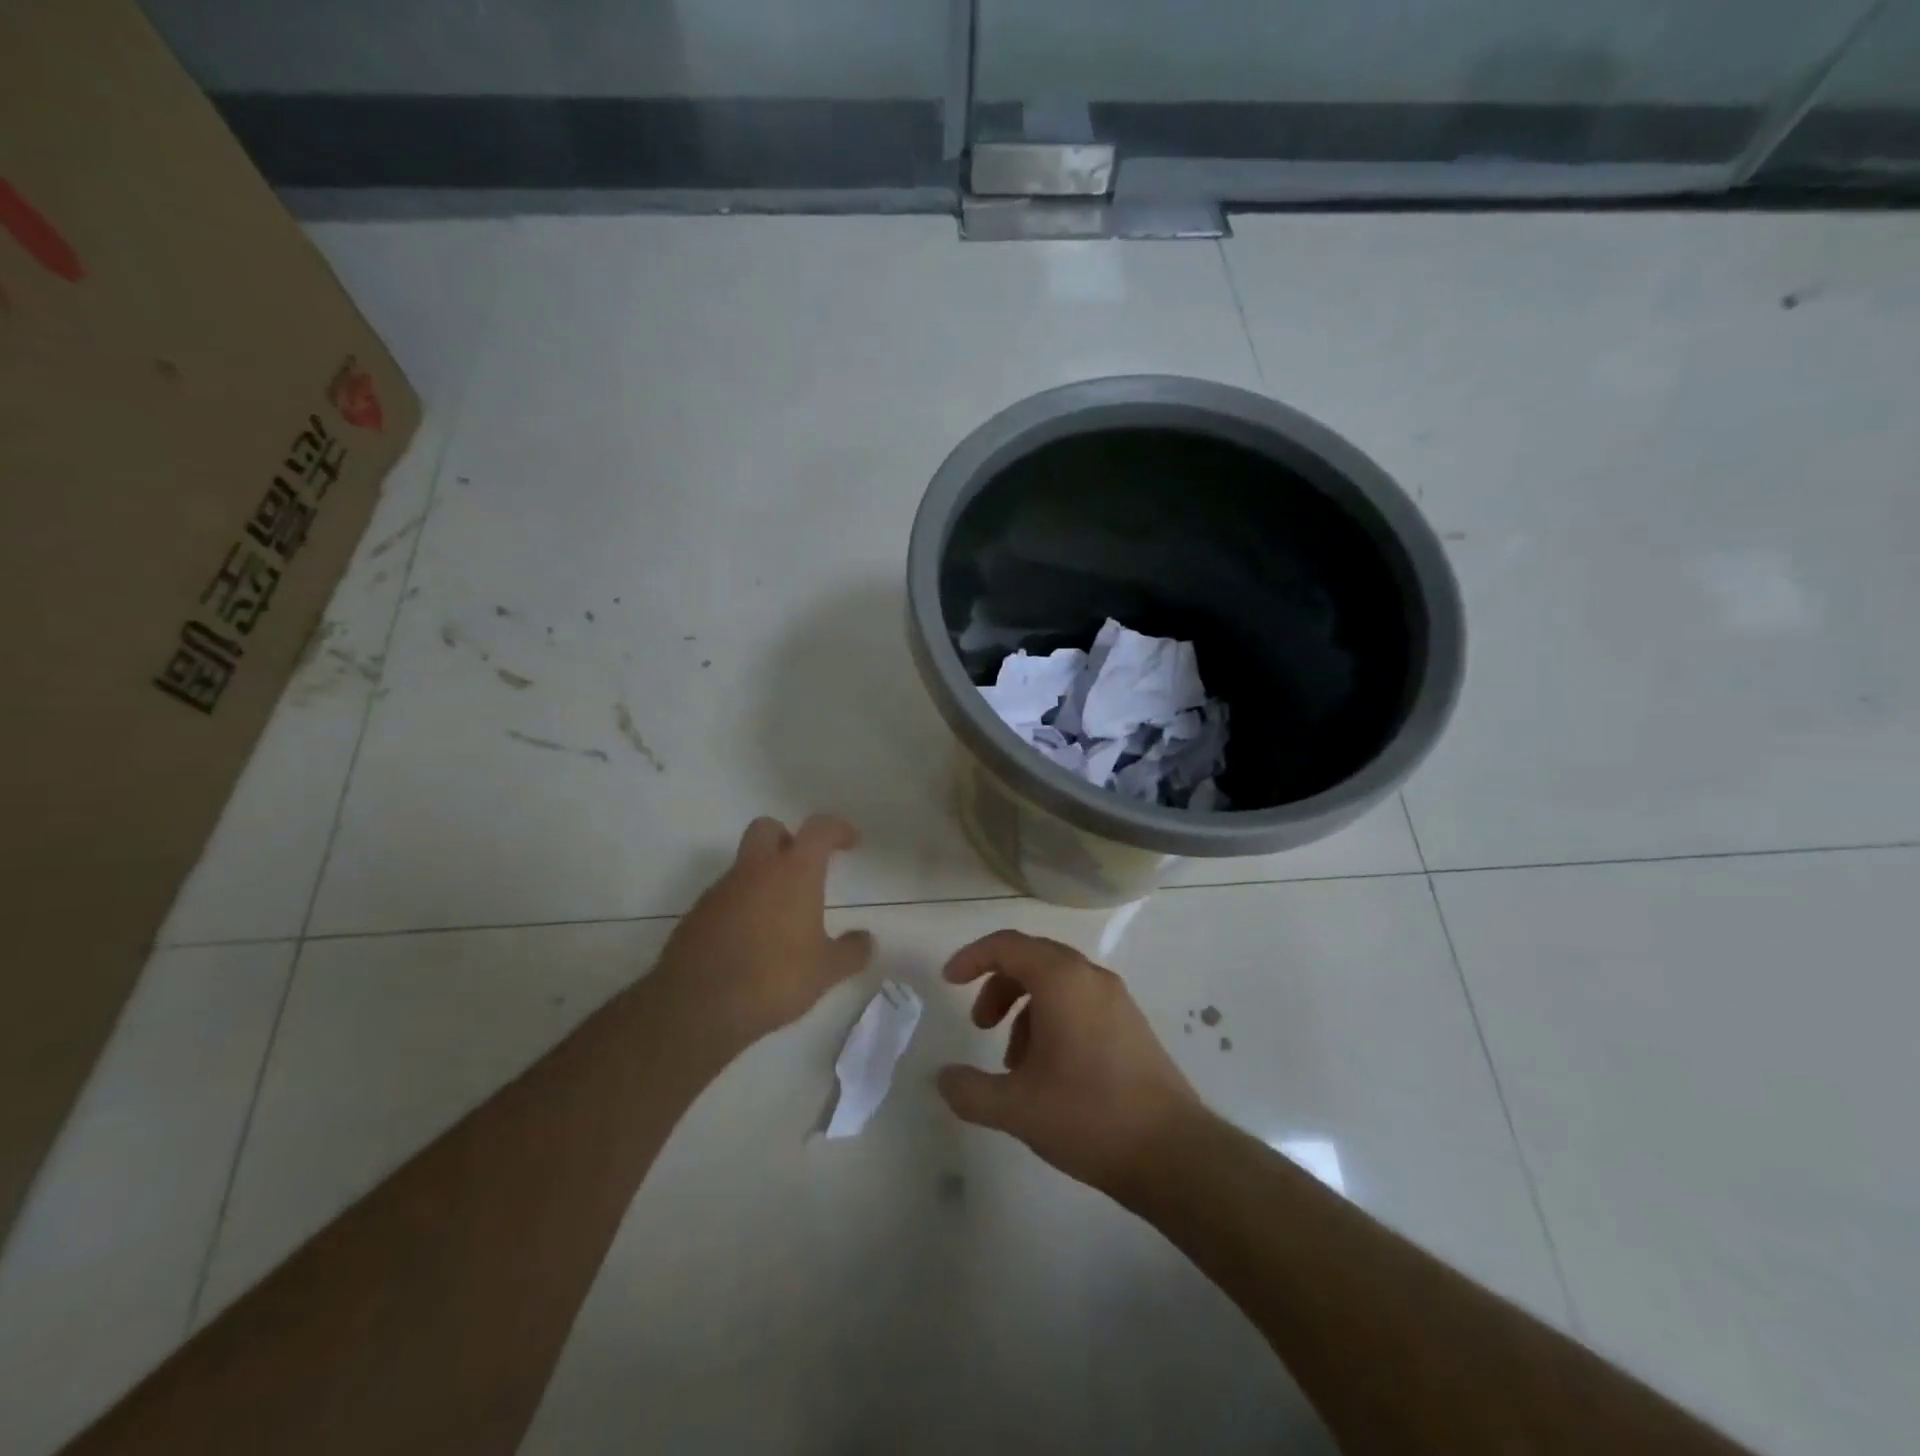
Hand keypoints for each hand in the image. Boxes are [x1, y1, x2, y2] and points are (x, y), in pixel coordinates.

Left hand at [656, 815, 873, 1045]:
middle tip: (804, 866)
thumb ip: (851, 951)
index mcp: (794, 872)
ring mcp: (721, 891)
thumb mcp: (826, 970)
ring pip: (744, 866)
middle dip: (787, 838)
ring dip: (763, 878)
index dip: (837, 829)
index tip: (851, 841)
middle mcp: (755, 870)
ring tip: (780, 918)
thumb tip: (866, 940)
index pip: (819, 830)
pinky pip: (725, 897)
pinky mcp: (696, 915)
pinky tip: (751, 940)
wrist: (699, 1006)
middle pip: (768, 828)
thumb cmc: (774, 978)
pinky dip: (741, 906)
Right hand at [936, 930, 1201, 1197]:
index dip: (972, 957)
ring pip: (1057, 983)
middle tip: (980, 1026)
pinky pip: (1080, 1002)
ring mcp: (1116, 999)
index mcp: (1062, 980)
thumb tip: (943, 1078)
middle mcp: (1090, 977)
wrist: (1172, 1152)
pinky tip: (1048, 1072)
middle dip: (998, 987)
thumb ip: (970, 1090)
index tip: (948, 982)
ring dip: (1025, 1009)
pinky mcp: (1131, 1024)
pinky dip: (1052, 1020)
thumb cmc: (1088, 1115)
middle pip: (1032, 959)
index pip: (1008, 945)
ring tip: (1014, 1063)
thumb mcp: (1017, 1108)